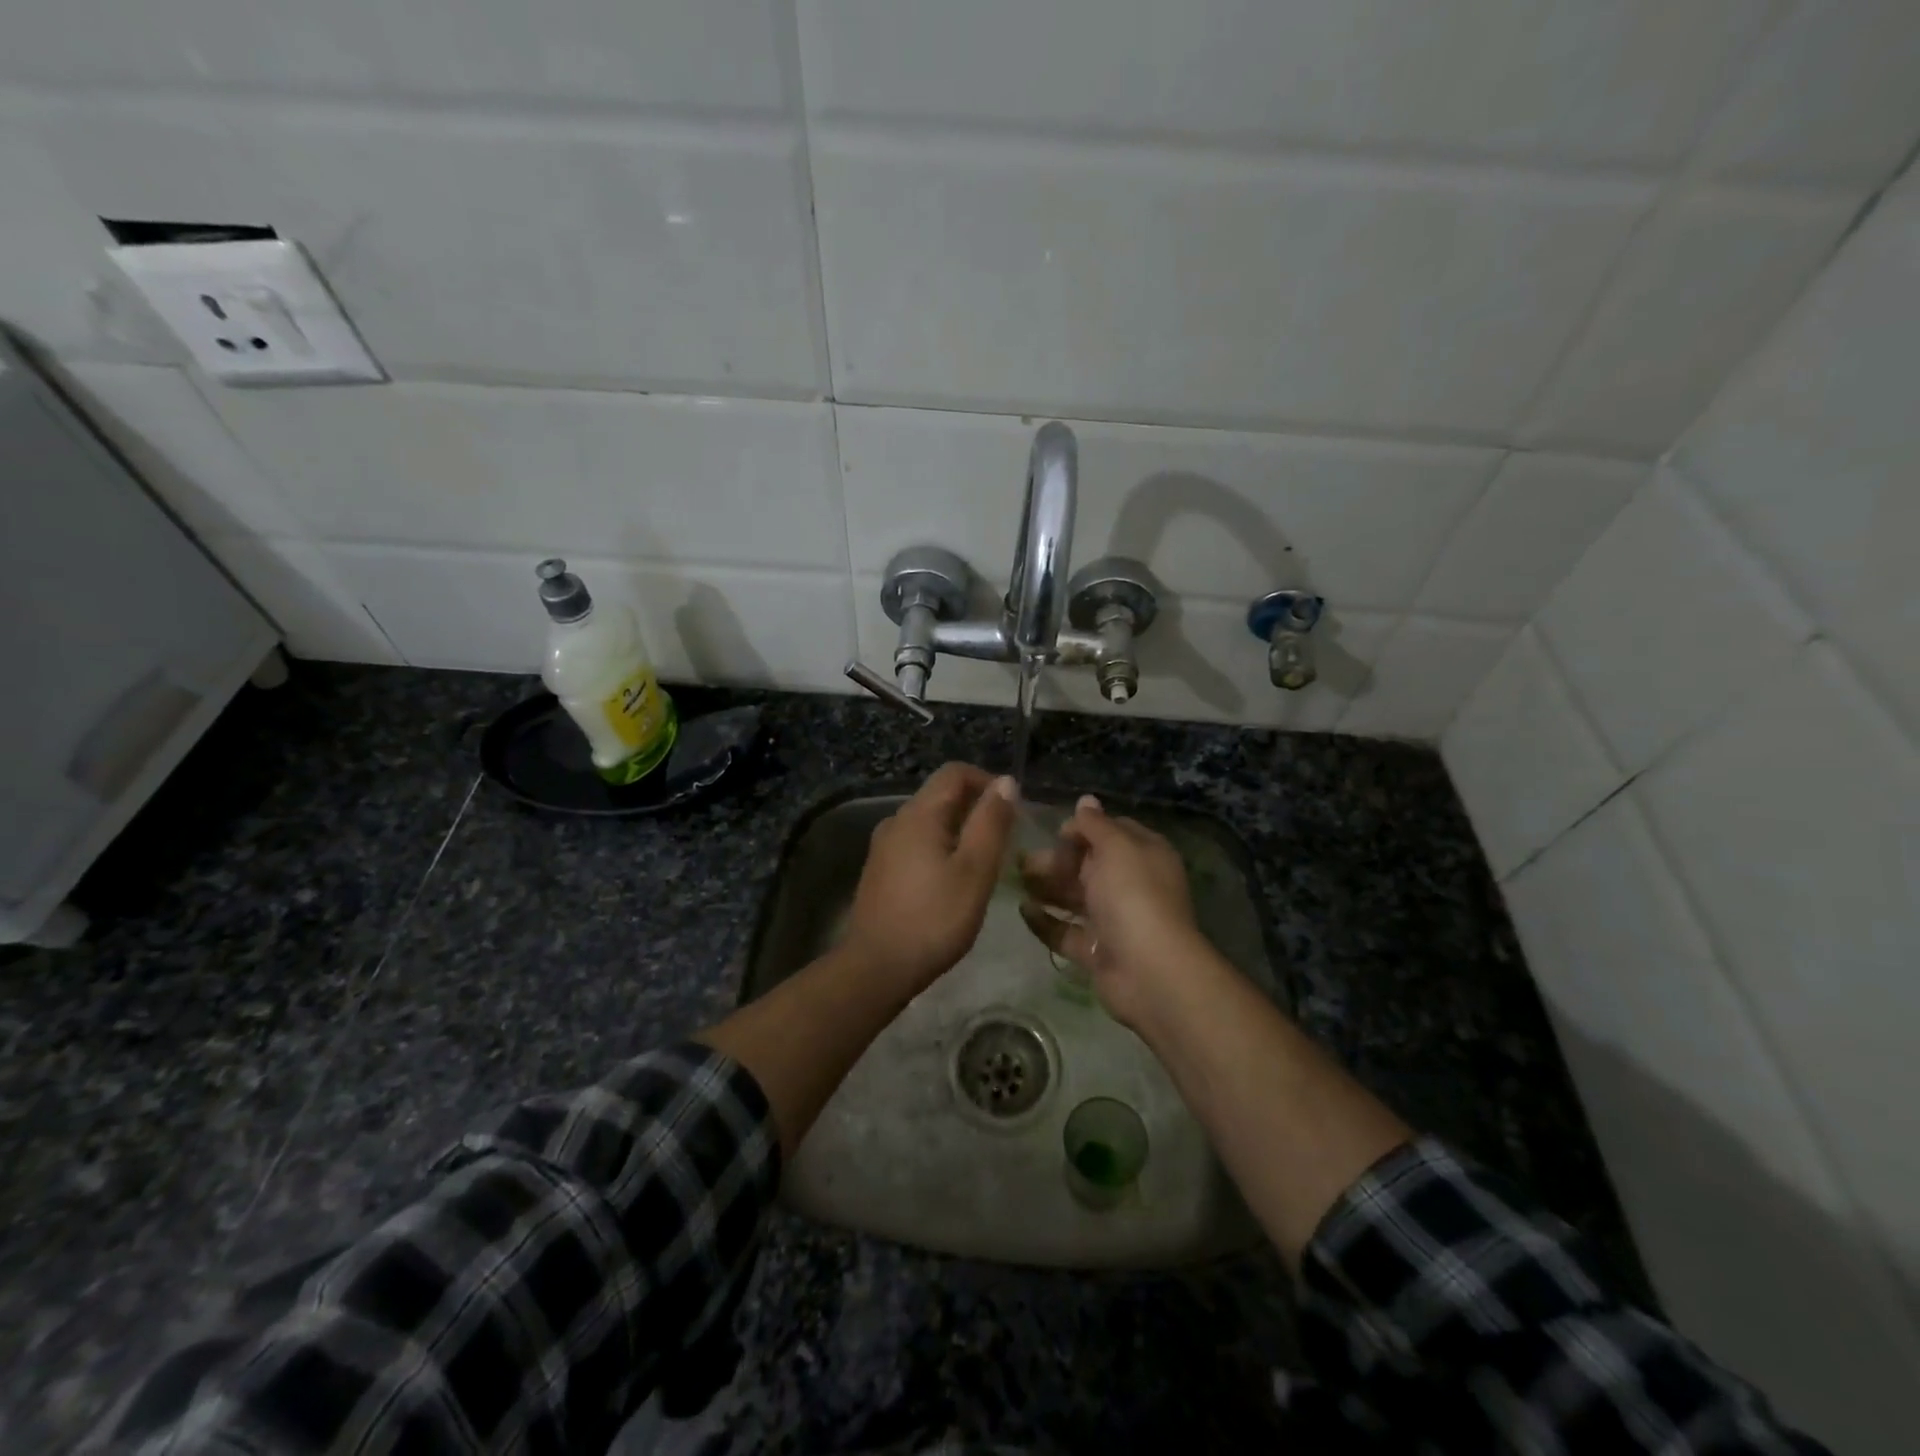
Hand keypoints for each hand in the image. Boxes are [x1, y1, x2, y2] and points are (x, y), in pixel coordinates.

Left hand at [841, 763, 1018, 994]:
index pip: (955, 772)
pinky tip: (952, 881)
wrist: (876, 967)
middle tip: (1003, 841)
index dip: (988, 782)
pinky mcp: (879, 870)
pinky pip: (916, 843)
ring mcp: (883, 846)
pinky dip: (940, 848)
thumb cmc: (934, 918)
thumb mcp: (975, 870)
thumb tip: (1005, 781)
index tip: (1012, 811)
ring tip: (983, 863)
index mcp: (919, 813)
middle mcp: (896, 820)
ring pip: (929, 821)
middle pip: (941, 794)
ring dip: (959, 830)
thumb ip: (991, 822)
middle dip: (975, 807)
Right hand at [1018, 795, 1204, 1026]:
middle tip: (1024, 860)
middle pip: (1089, 865)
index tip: (1055, 833)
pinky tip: (1023, 910)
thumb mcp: (1115, 846)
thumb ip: (1095, 824)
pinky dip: (1045, 922)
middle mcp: (1131, 885)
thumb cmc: (1133, 895)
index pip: (1112, 832)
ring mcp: (1114, 921)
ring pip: (1075, 898)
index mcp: (1144, 855)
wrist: (1148, 970)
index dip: (1083, 829)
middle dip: (1057, 860)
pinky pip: (1066, 932)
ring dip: (1047, 887)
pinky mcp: (1097, 952)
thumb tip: (1086, 800)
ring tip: (1017, 880)